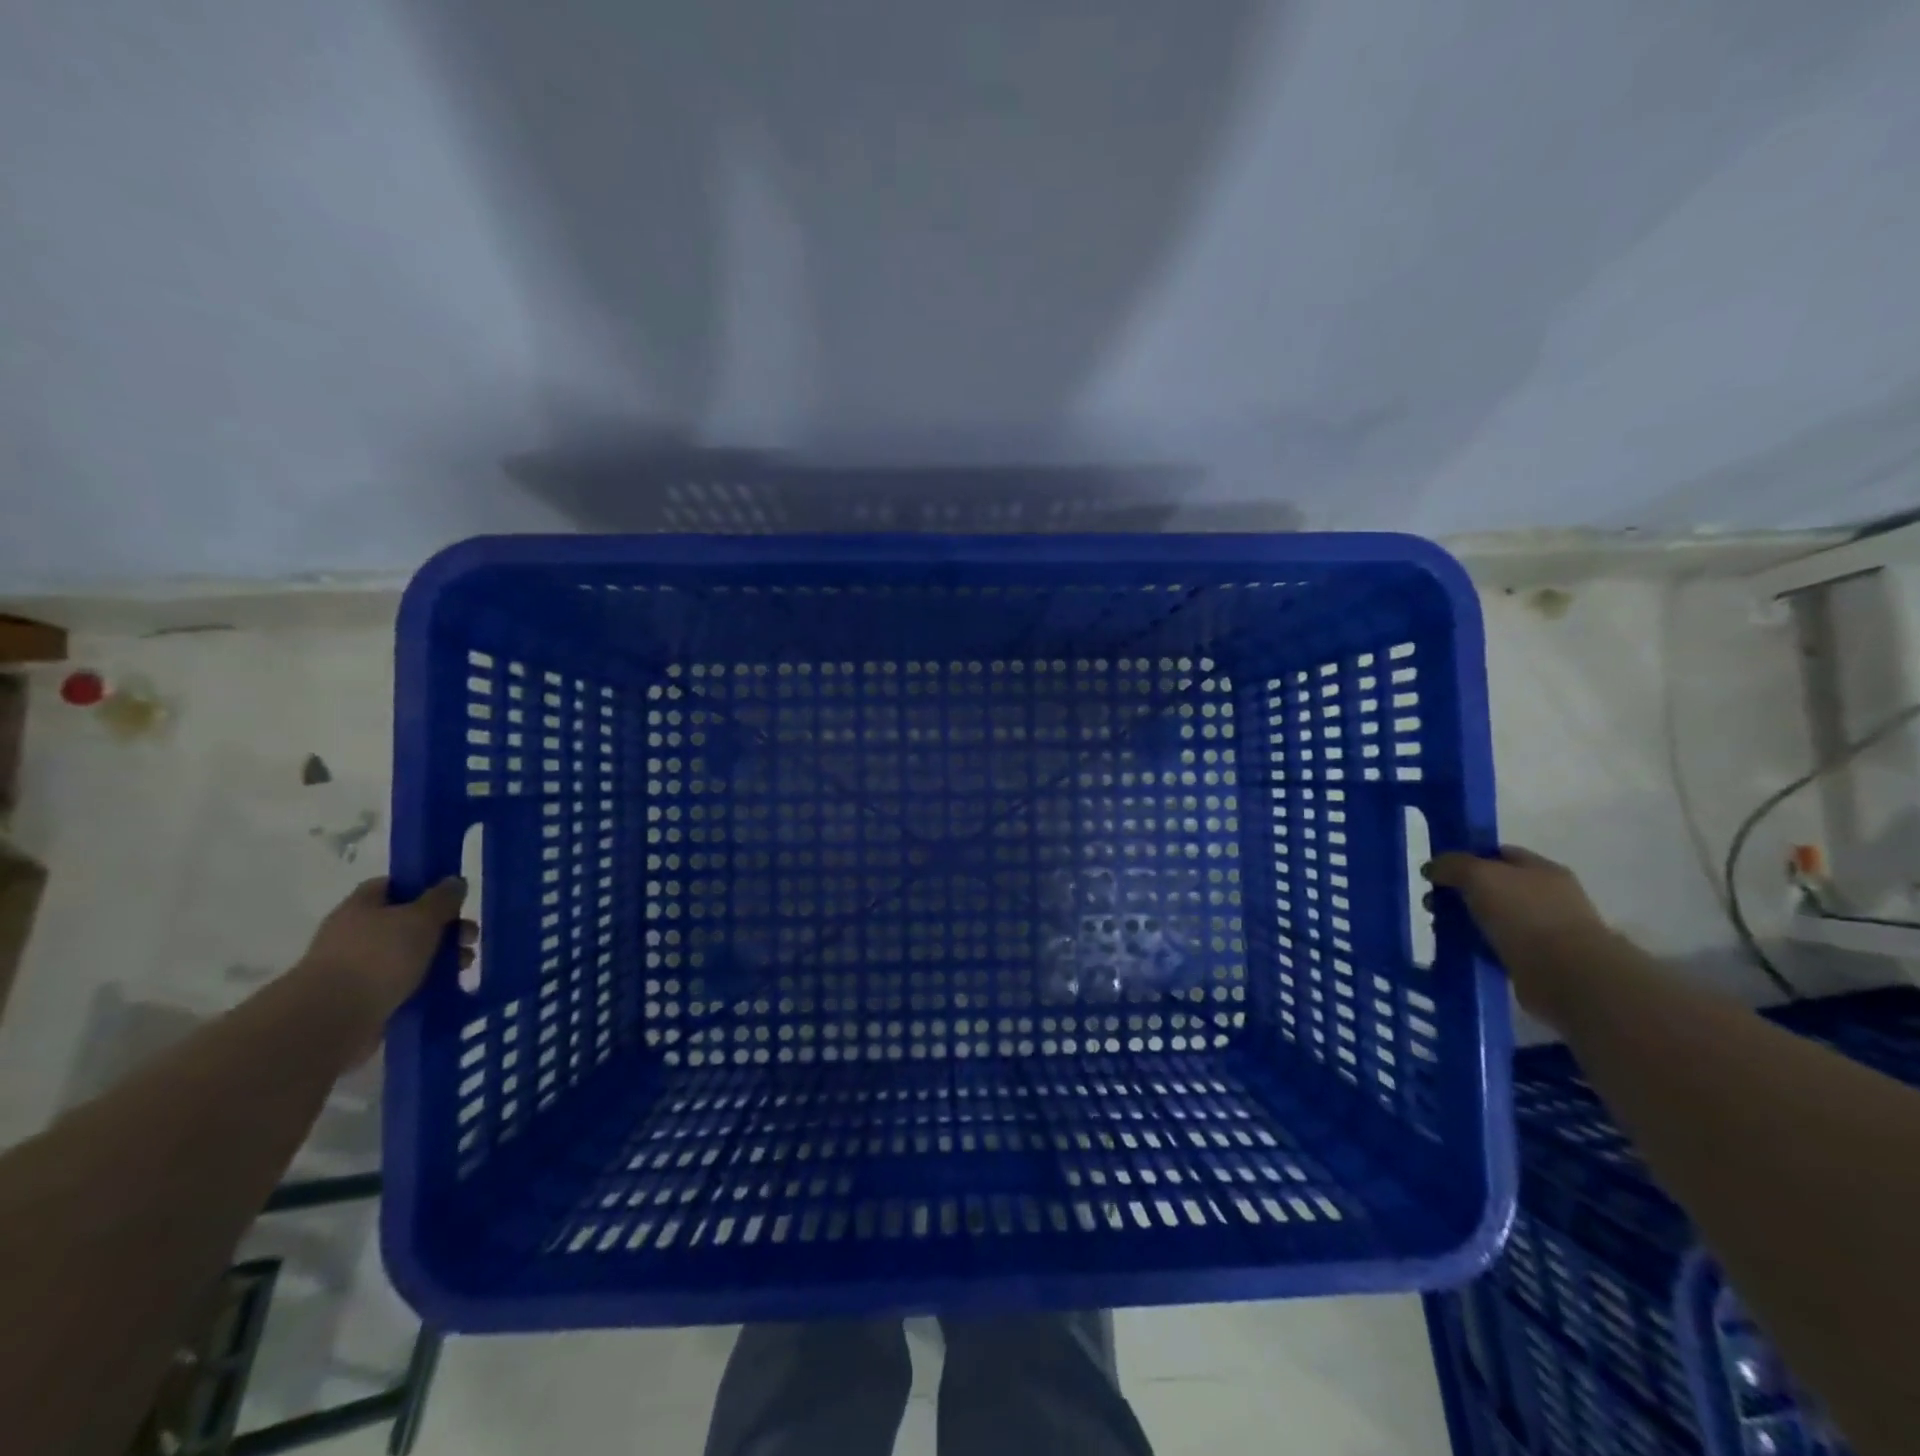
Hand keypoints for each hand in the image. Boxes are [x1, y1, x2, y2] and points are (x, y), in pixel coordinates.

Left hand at [299, 878, 473, 1037]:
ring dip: (438, 957)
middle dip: (443, 929)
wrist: (332, 1020)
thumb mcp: (421, 918)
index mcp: (361, 906)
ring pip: (407, 954)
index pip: (393, 886)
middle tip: (469, 939)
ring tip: (463, 968)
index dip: (424, 888)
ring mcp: (355, 967)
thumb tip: (454, 882)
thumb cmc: (379, 957)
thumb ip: (442, 898)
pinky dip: (423, 983)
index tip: (453, 900)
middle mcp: (355, 933)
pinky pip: (401, 983)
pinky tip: (444, 987)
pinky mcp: (361, 998)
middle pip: (406, 922)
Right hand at [1423, 846, 1608, 1011]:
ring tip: (1440, 932)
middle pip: (1493, 888)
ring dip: (1465, 924)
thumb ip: (1452, 865)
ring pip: (1492, 919)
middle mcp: (1547, 897)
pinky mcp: (1537, 962)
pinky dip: (1477, 949)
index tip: (1438, 872)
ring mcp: (1545, 931)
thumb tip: (1432, 868)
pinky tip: (1458, 952)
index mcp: (1542, 870)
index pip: (1499, 854)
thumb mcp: (1480, 875)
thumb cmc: (1525, 914)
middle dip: (1460, 894)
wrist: (1566, 975)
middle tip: (1432, 906)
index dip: (1467, 858)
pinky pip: (1497, 948)